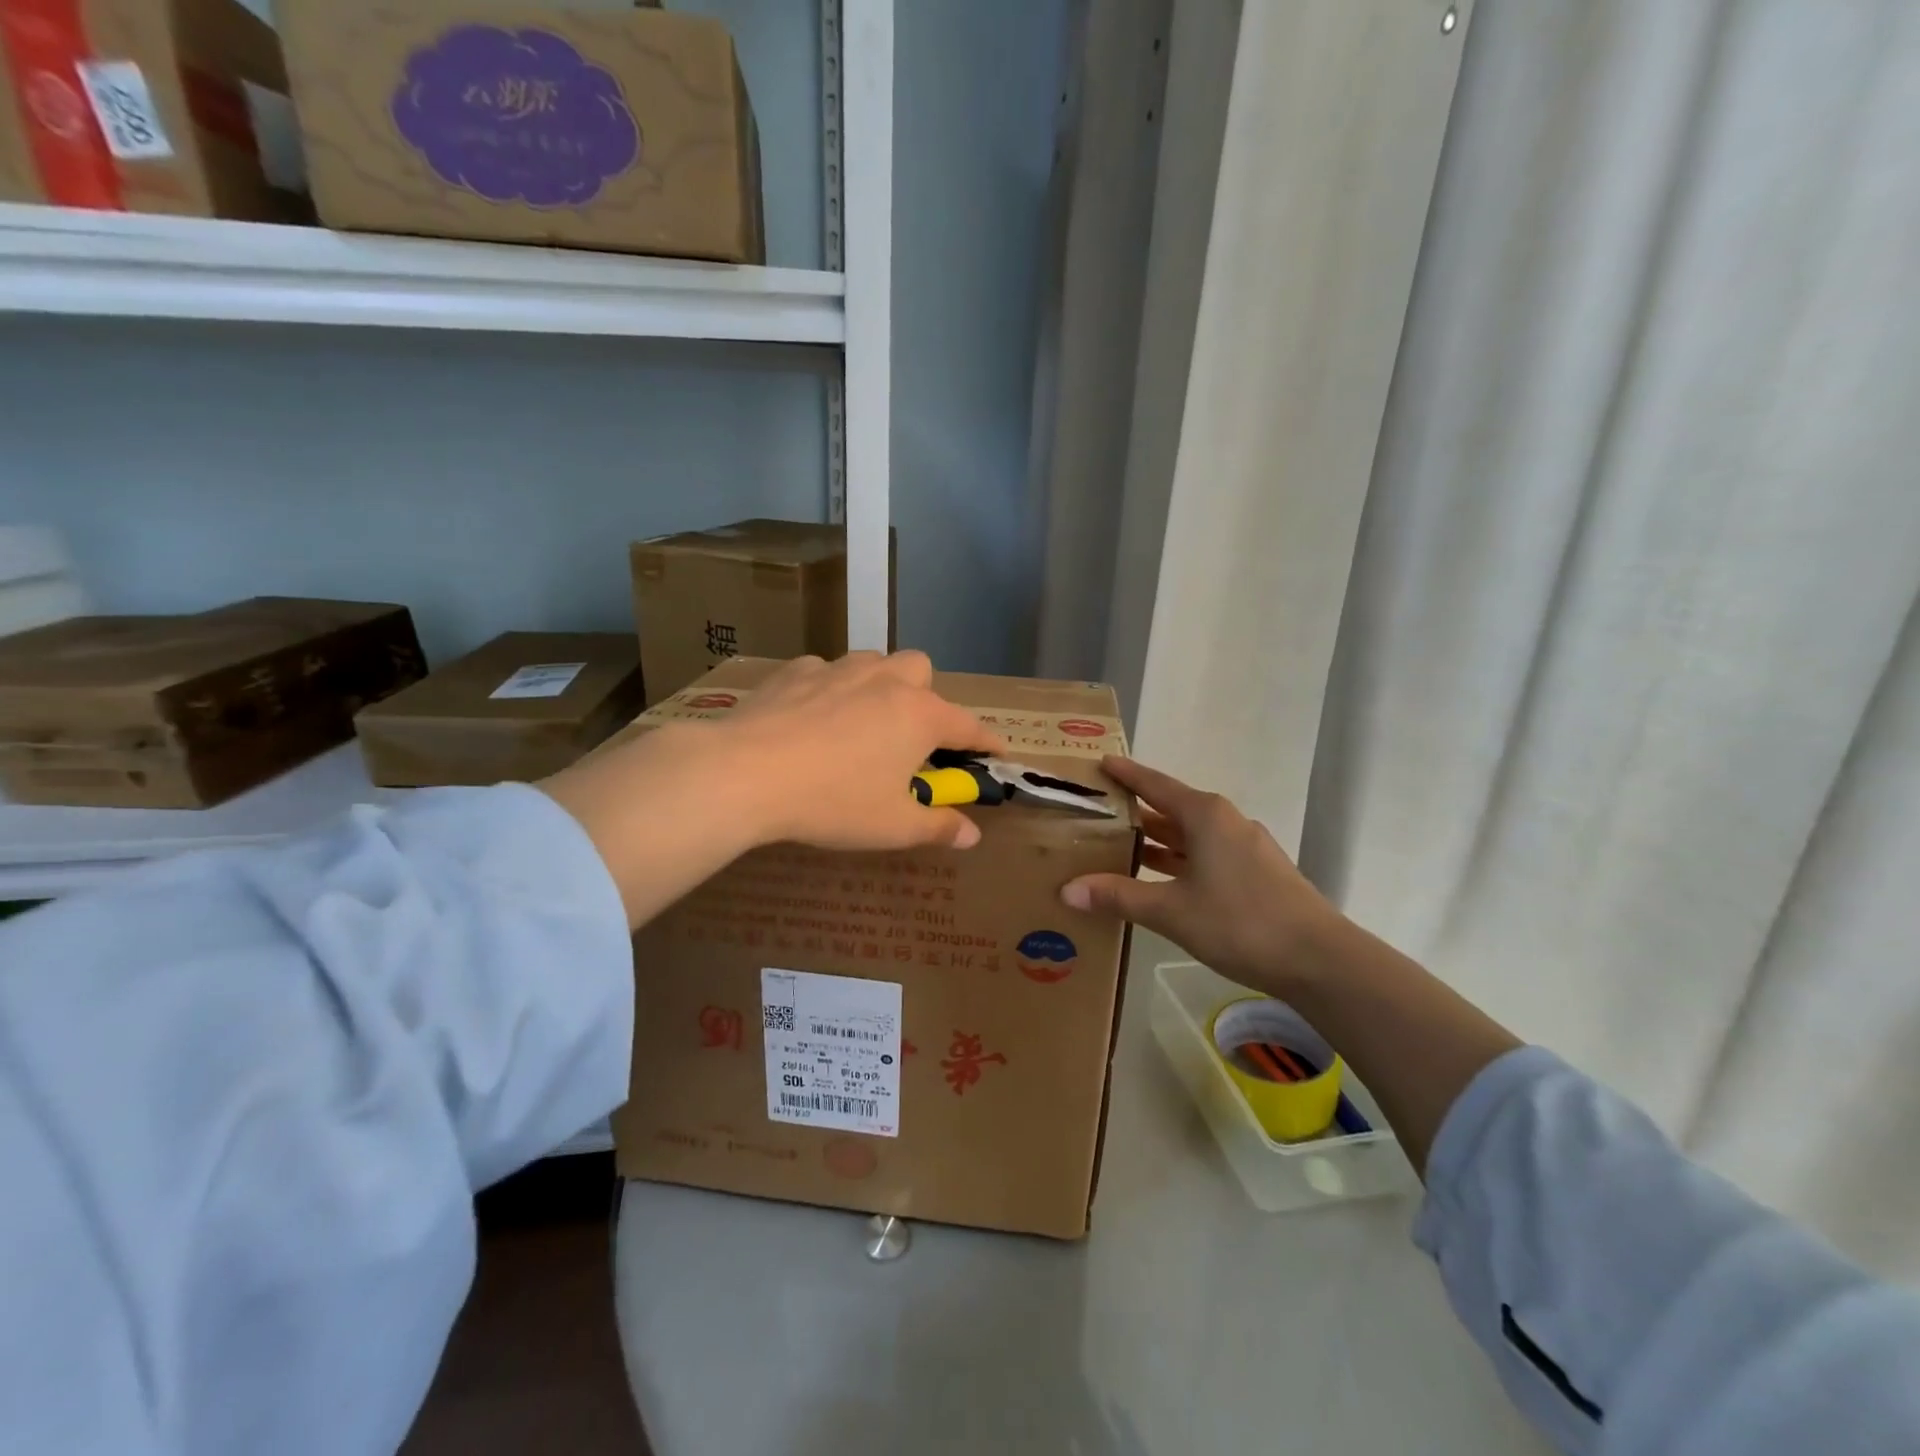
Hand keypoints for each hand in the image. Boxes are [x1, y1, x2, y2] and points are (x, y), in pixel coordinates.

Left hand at [722, 651, 1004, 851]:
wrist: (745, 773)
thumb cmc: (833, 802)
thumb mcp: (892, 826)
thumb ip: (938, 827)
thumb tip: (971, 835)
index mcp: (919, 715)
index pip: (968, 726)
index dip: (987, 742)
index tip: (997, 754)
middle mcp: (885, 681)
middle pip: (922, 670)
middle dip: (927, 697)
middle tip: (911, 737)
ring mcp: (838, 669)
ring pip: (874, 663)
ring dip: (880, 686)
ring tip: (863, 722)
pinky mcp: (795, 671)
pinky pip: (825, 671)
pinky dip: (830, 689)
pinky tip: (811, 718)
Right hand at [1059, 757, 1341, 993]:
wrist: (1320, 959)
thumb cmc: (1241, 922)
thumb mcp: (1171, 910)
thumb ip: (1119, 896)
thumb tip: (1067, 890)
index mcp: (1205, 815)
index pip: (1155, 784)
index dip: (1126, 774)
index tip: (1100, 763)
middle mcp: (1226, 821)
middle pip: (1172, 808)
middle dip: (1137, 811)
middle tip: (1098, 813)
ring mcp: (1245, 847)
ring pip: (1191, 835)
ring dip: (1158, 840)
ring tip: (1120, 846)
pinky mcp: (1257, 873)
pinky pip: (1207, 855)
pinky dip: (1180, 860)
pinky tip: (1163, 880)